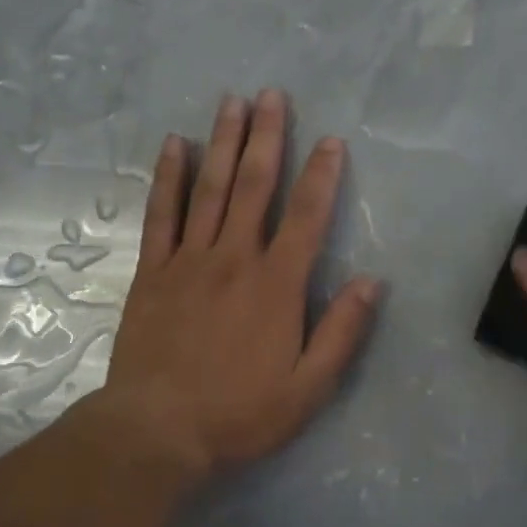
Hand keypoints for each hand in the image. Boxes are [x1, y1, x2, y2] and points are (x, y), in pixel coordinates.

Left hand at [93, 88, 380, 481]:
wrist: (156, 431)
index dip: (322, 175)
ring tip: (231, 102)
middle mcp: (234, 258)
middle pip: (254, 185)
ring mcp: (188, 260)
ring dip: (222, 142)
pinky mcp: (152, 271)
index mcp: (277, 284)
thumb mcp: (308, 388)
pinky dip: (168, 177)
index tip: (330, 140)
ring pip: (209, 188)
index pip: (307, 216)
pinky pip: (161, 214)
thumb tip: (373, 282)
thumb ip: (343, 332)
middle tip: (271, 95)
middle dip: (266, 137)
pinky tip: (174, 145)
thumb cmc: (239, 414)